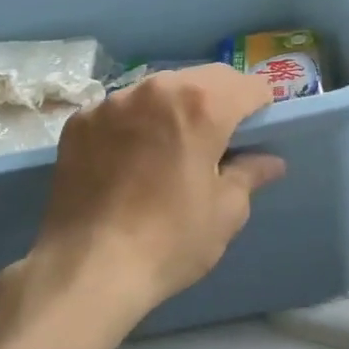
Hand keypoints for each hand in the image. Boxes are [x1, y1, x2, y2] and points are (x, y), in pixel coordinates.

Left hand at [0, 64, 285, 342]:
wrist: (87, 268)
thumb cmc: (170, 240)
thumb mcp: (225, 212)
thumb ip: (249, 174)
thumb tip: (269, 161)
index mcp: (201, 105)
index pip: (248, 85)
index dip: (261, 106)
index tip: (259, 129)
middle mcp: (155, 89)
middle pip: (202, 79)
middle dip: (219, 100)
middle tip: (221, 137)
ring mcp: (111, 102)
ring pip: (158, 89)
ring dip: (174, 107)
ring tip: (173, 145)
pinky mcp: (80, 121)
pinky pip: (120, 109)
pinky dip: (135, 123)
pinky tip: (132, 158)